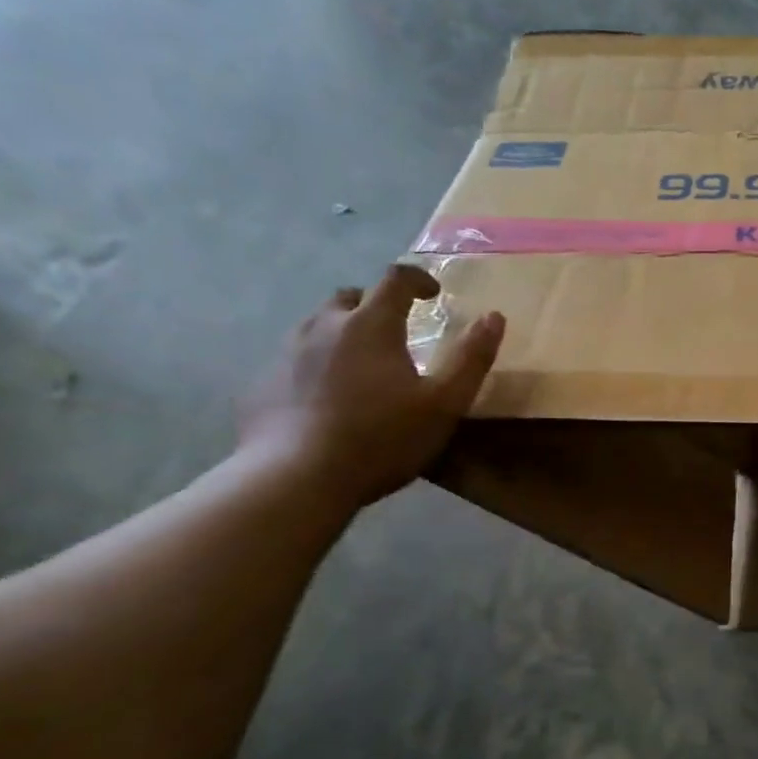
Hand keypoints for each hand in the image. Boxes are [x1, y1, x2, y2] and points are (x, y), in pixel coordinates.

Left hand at [239, 263, 504, 506]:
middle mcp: (324, 327)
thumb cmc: (381, 438)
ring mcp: (286, 353)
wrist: (296, 479)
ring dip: (344, 333)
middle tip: (396, 331)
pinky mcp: (263, 384)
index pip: (395, 279)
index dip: (418, 279)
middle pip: (351, 298)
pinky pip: (295, 360)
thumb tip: (494, 317)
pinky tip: (328, 398)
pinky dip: (317, 365)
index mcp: (371, 325)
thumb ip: (471, 359)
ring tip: (362, 365)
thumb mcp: (444, 403)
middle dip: (376, 305)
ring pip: (318, 327)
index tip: (433, 293)